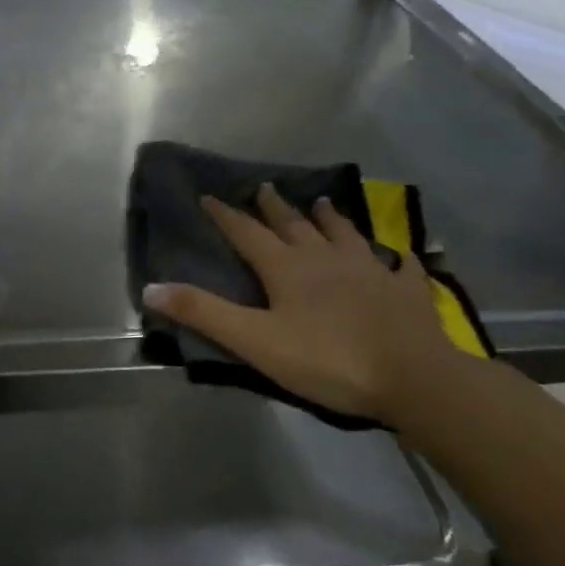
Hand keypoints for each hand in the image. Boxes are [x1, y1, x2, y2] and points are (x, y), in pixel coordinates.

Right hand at [142, 185, 460, 422]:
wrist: (413, 377)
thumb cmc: (326, 360)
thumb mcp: (254, 341)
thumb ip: (204, 313)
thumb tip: (151, 288)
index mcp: (287, 268)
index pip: (248, 233)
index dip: (227, 216)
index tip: (210, 196)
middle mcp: (326, 258)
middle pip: (295, 226)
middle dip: (275, 207)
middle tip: (265, 187)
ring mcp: (370, 270)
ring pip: (344, 235)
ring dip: (329, 218)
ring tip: (322, 203)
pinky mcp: (405, 290)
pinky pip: (399, 265)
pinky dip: (394, 255)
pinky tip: (398, 252)